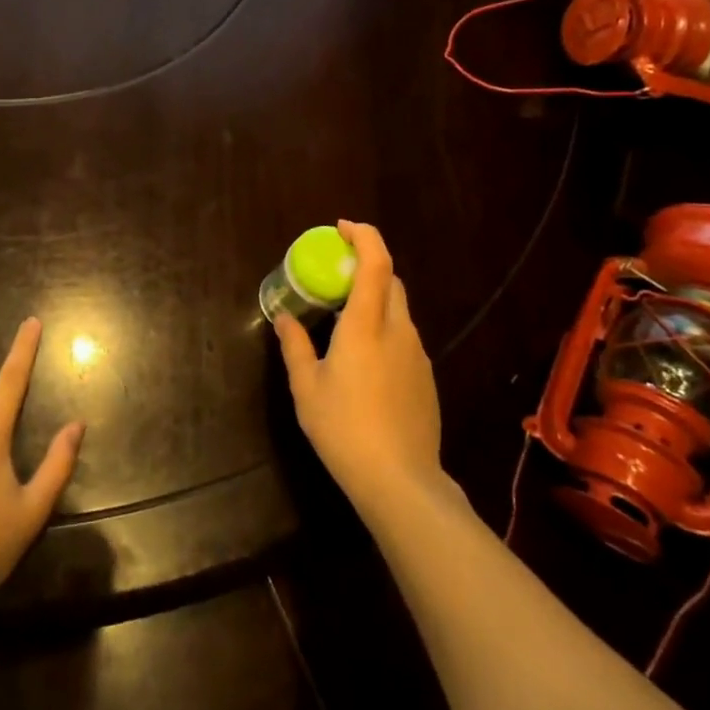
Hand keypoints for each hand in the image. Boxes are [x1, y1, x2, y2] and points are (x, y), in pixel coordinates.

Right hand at [273, 220, 442, 507]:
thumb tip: (283, 317)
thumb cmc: (344, 428)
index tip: (341, 228)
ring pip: (398, 309)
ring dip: (373, 299)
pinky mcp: (425, 377)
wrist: (400, 481)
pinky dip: (383, 328)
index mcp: (366, 325)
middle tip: (334, 275)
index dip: (363, 236)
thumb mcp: (306, 387)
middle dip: (366, 265)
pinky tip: (363, 360)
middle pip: (390, 280)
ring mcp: (417, 354)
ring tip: (342, 320)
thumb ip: (295, 345)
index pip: (376, 262)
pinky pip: (403, 336)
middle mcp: (397, 330)